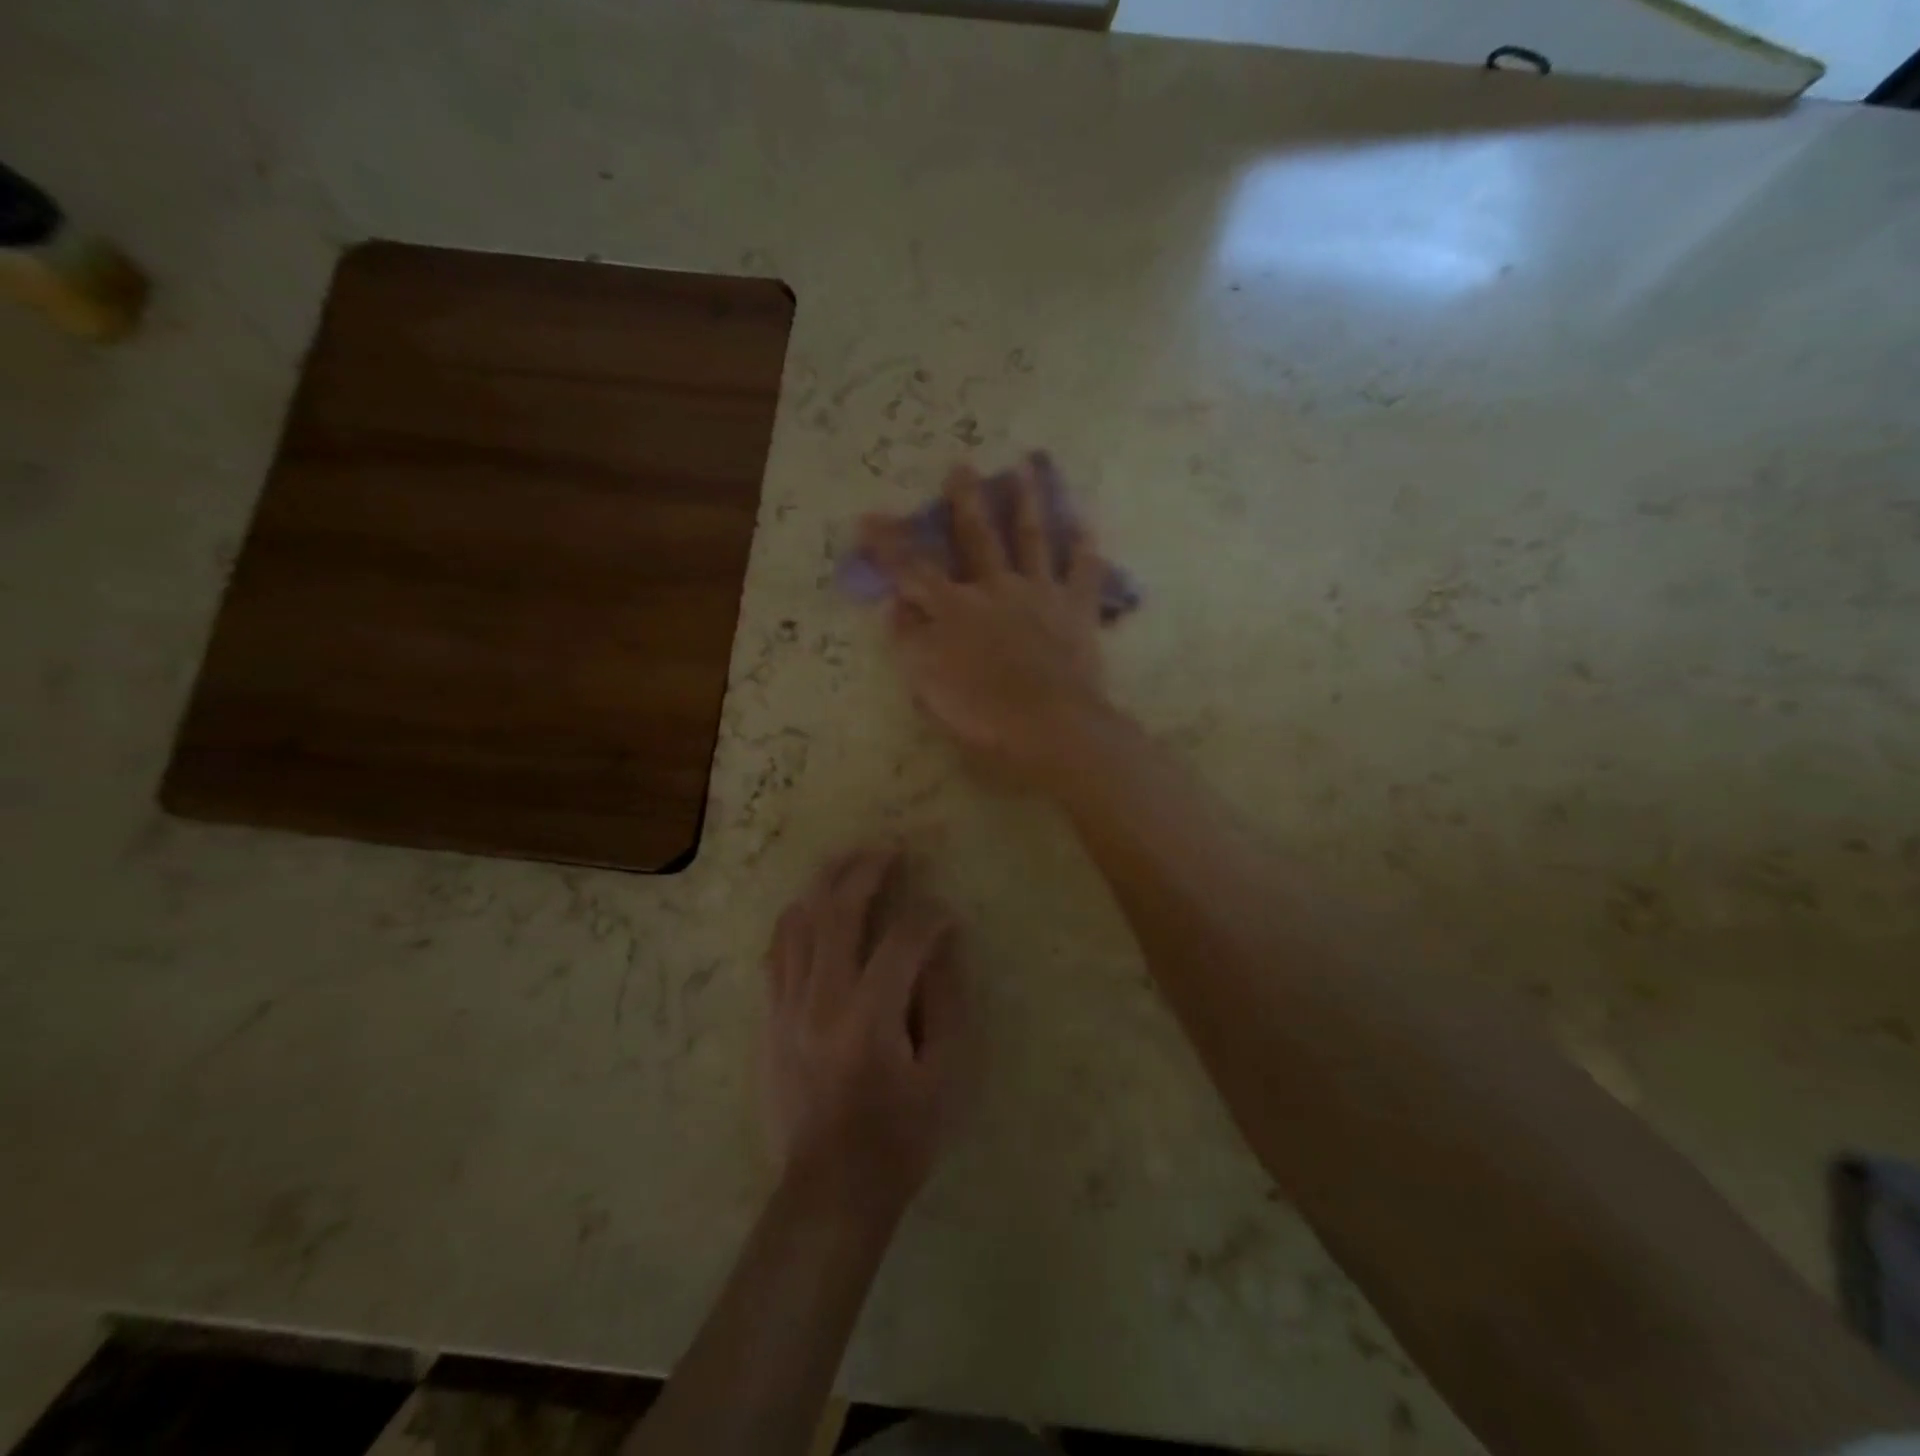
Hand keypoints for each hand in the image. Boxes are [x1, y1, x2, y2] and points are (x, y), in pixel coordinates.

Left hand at [763, 847, 973, 1212]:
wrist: (829, 1191)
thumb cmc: (900, 1138)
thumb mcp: (945, 1076)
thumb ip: (945, 1003)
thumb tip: (940, 947)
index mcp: (871, 1017)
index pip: (903, 940)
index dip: (931, 919)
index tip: (947, 916)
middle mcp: (822, 1000)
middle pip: (838, 912)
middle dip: (866, 872)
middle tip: (888, 851)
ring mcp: (787, 1008)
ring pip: (798, 923)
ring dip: (824, 885)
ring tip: (846, 862)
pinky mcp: (770, 1020)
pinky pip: (776, 953)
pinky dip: (795, 921)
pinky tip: (809, 907)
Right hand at [860, 460, 1109, 788]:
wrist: (1052, 727)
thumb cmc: (984, 716)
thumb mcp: (929, 684)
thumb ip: (911, 640)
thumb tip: (899, 604)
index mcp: (954, 610)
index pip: (912, 569)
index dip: (888, 543)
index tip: (868, 516)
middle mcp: (996, 589)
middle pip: (977, 537)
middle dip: (965, 501)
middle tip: (962, 466)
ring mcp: (1040, 594)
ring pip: (1032, 539)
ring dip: (1026, 504)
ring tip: (1024, 470)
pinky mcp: (1078, 610)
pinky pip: (1084, 571)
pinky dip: (1085, 548)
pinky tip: (1086, 525)